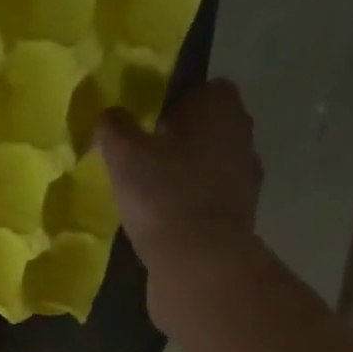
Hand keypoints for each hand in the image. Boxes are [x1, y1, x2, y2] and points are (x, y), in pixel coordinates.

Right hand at [97, 81, 264, 331]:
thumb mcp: (125, 157)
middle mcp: (242, 133)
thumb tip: (106, 114)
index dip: (171, 107)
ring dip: (187, 177)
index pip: (199, 90)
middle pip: (206, 129)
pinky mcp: (241, 215)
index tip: (146, 131)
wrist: (198, 260)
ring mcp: (246, 176)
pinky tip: (168, 225)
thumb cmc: (163, 196)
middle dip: (179, 143)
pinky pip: (211, 201)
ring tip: (153, 199)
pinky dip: (192, 208)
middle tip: (143, 165)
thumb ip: (114, 129)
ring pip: (210, 166)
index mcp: (220, 106)